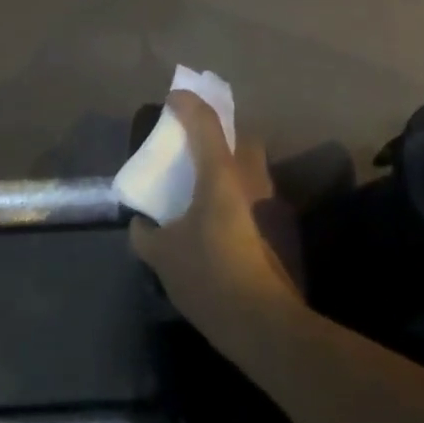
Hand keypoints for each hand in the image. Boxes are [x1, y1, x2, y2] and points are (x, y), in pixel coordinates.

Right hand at [130, 91, 303, 347]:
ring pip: (252, 167)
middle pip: (241, 138)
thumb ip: (146, 233)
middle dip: (220, 132)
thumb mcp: (163, 256)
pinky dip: (238, 195)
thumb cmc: (210, 277)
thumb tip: (142, 224)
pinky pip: (256, 195)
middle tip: (195, 144)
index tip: (172, 98)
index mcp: (220, 175)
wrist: (266, 324)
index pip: (205, 123)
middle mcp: (251, 179)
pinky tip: (221, 221)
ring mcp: (271, 204)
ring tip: (205, 185)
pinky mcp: (282, 229)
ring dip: (231, 165)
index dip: (187, 104)